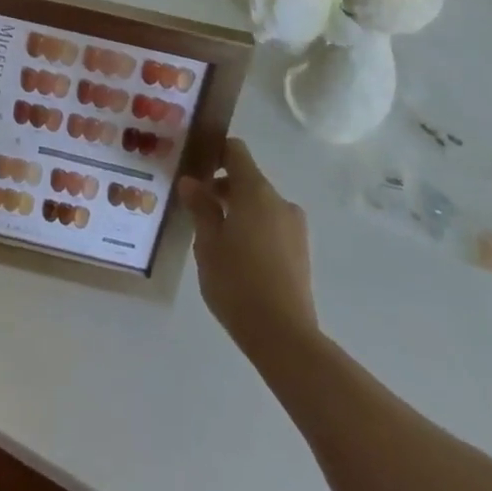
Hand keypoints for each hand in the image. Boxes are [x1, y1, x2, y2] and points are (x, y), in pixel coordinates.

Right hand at [179, 139, 318, 361]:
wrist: (285, 338)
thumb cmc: (238, 282)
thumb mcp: (207, 243)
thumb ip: (200, 207)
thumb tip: (191, 182)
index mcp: (256, 191)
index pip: (236, 151)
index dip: (214, 152)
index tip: (195, 167)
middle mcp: (279, 201)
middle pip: (247, 179)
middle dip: (222, 188)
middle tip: (195, 206)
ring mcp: (294, 228)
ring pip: (260, 205)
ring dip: (237, 210)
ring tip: (214, 237)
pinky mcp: (301, 252)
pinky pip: (271, 226)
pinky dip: (253, 229)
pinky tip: (236, 257)